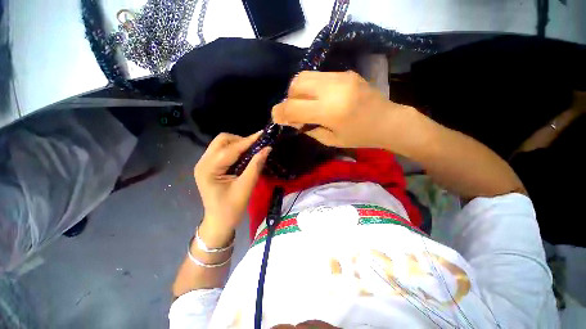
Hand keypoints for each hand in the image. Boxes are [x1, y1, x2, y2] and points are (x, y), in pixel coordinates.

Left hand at [194, 132, 269, 243]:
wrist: (219, 222)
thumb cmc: (231, 209)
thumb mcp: (245, 188)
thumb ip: (255, 166)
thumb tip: (267, 149)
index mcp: (209, 169)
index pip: (231, 149)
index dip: (249, 141)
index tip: (263, 135)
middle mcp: (203, 162)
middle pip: (222, 140)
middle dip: (241, 140)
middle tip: (257, 146)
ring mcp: (204, 163)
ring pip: (222, 144)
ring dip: (238, 144)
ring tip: (253, 150)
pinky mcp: (209, 166)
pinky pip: (223, 151)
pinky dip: (235, 150)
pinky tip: (244, 155)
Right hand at [272, 71, 411, 148]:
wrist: (388, 121)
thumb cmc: (360, 137)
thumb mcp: (331, 141)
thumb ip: (308, 128)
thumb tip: (292, 120)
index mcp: (330, 112)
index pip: (293, 107)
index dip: (280, 113)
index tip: (276, 118)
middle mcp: (333, 89)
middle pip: (296, 84)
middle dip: (289, 98)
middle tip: (294, 111)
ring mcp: (340, 77)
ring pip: (305, 76)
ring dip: (298, 91)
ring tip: (306, 104)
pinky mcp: (345, 73)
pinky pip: (318, 76)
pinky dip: (312, 87)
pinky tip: (319, 98)